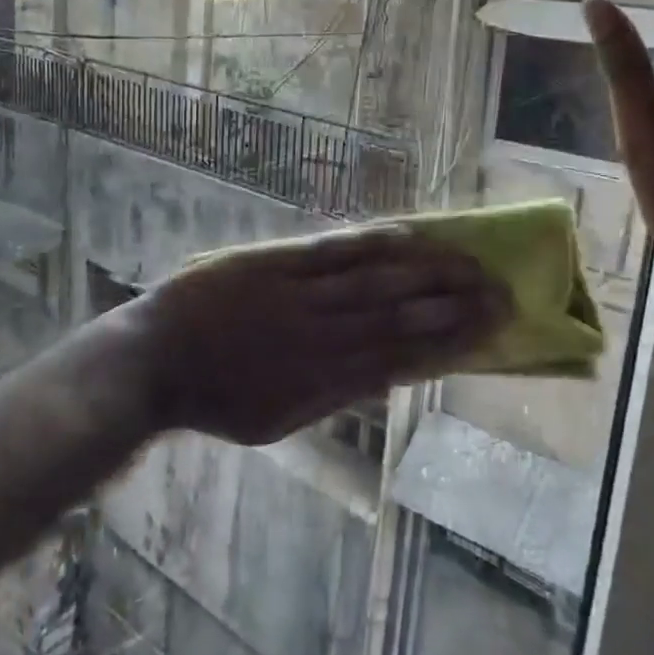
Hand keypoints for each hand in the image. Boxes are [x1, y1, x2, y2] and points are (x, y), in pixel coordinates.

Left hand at [117, 228, 509, 445]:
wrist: (153, 362)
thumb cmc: (215, 398)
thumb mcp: (277, 420)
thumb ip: (332, 398)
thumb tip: (385, 377)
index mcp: (323, 382)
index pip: (402, 357)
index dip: (449, 341)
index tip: (490, 329)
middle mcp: (320, 337)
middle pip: (398, 316)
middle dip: (453, 304)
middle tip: (500, 291)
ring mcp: (296, 296)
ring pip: (373, 281)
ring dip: (425, 271)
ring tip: (469, 261)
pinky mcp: (272, 263)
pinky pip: (329, 251)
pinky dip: (370, 243)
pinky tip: (405, 235)